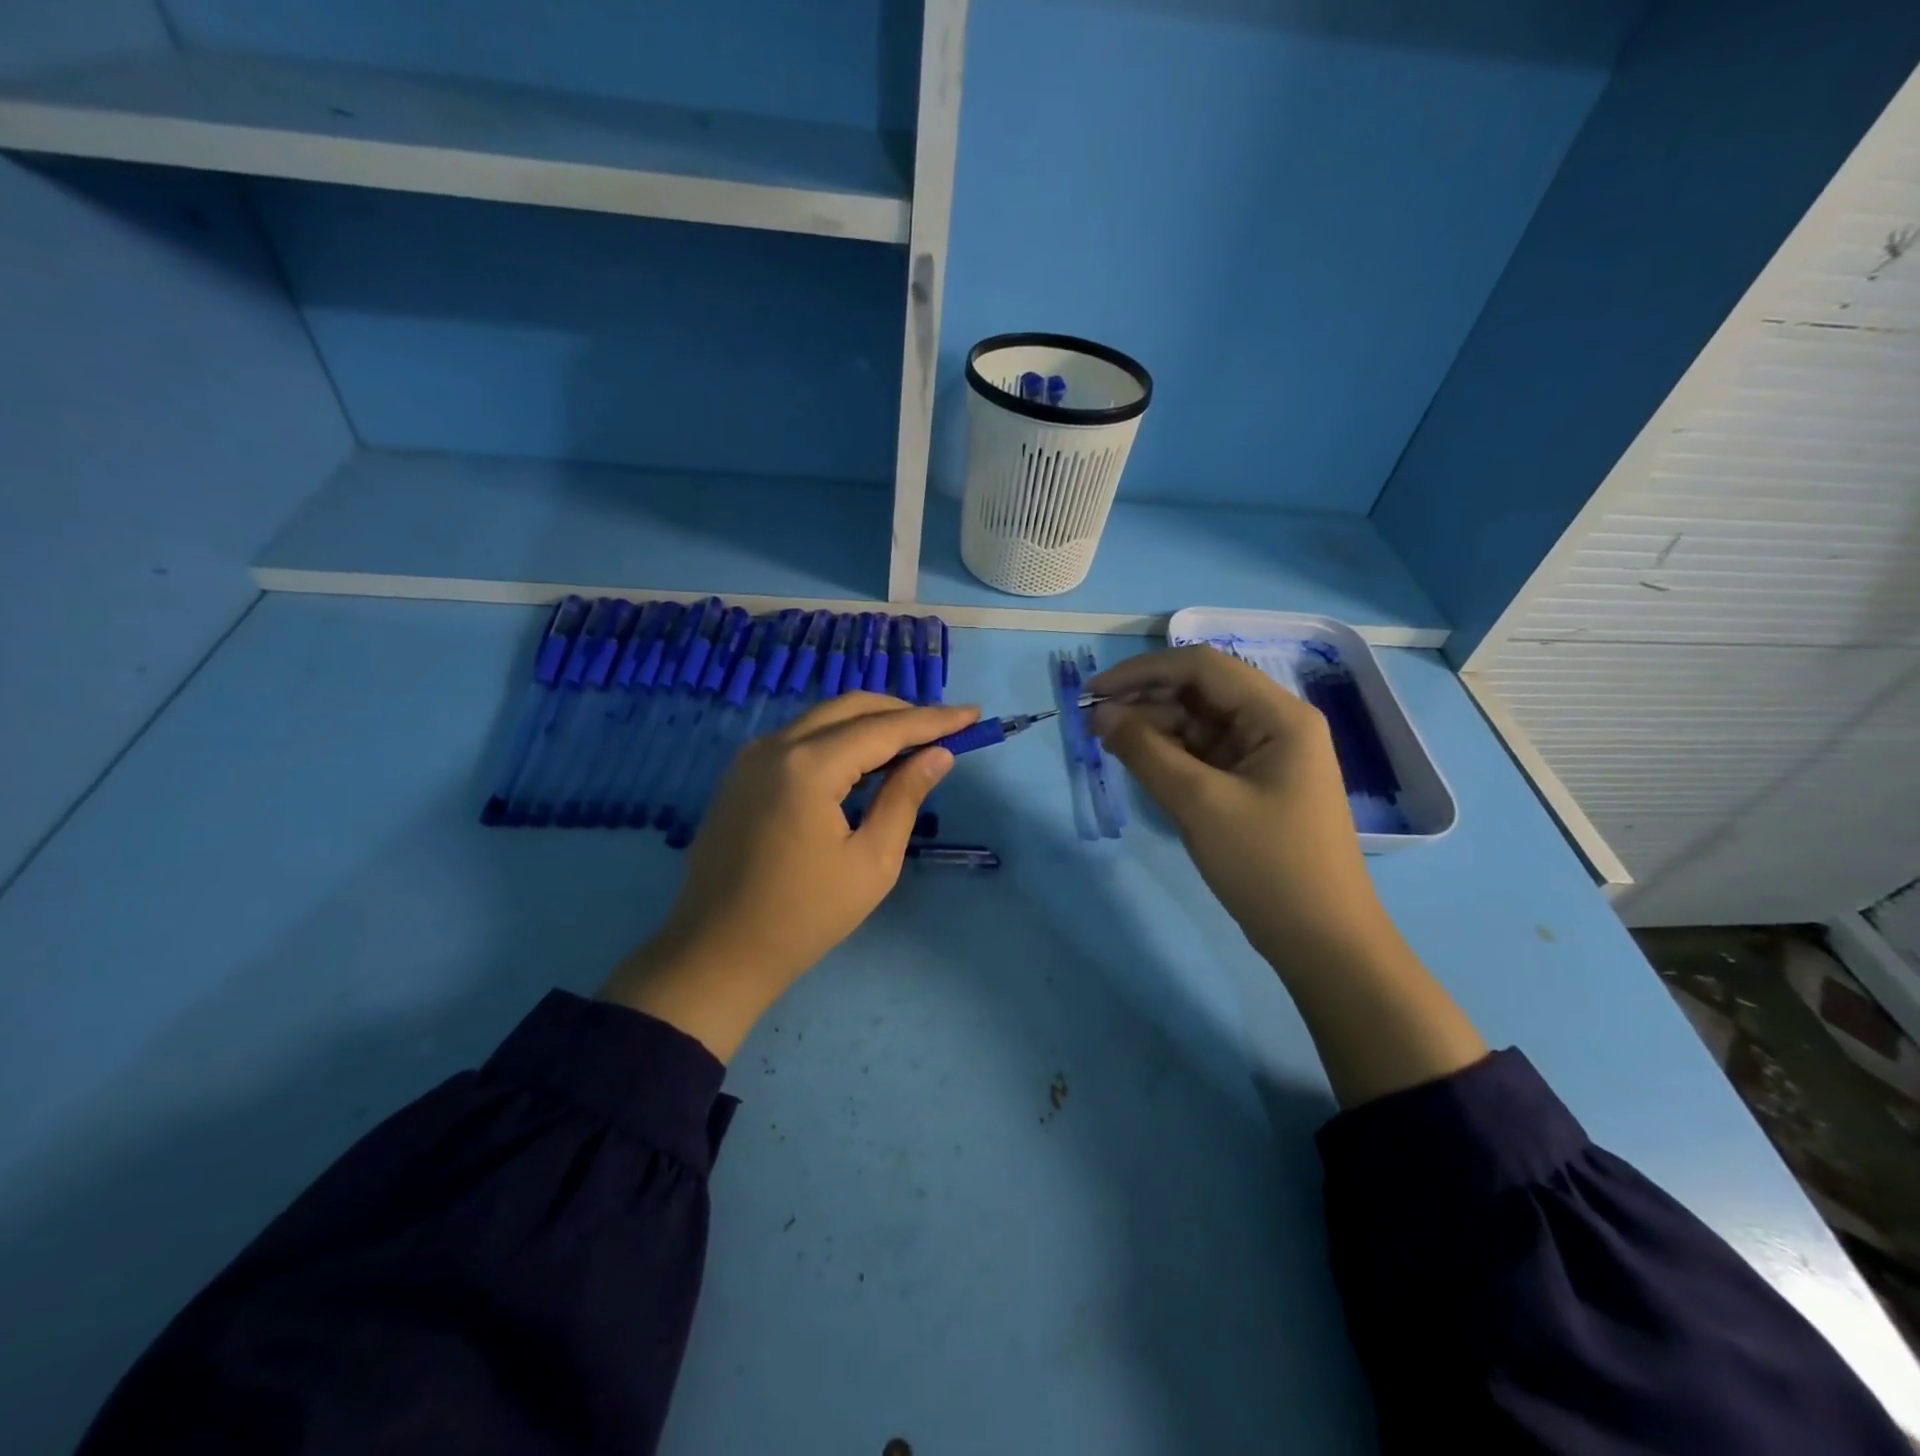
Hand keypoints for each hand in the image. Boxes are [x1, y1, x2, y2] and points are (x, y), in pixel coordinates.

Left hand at [599, 693, 979, 1059]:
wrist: (717, 952)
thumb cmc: (804, 916)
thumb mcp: (872, 861)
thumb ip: (904, 798)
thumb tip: (938, 754)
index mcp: (809, 766)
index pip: (884, 728)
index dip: (933, 720)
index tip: (972, 715)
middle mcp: (776, 745)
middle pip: (850, 708)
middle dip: (902, 712)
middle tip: (944, 728)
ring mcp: (751, 757)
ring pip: (823, 719)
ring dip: (869, 723)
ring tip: (912, 742)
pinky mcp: (741, 774)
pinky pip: (799, 739)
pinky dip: (838, 739)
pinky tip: (863, 761)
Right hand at [1088, 645, 1389, 964]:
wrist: (1322, 941)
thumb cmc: (1268, 866)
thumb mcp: (1199, 804)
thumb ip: (1146, 751)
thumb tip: (1101, 714)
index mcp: (1278, 715)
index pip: (1202, 666)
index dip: (1143, 671)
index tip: (1093, 692)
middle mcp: (1275, 723)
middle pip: (1200, 691)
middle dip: (1145, 699)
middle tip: (1093, 722)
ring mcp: (1265, 755)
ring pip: (1198, 722)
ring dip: (1153, 726)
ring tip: (1108, 743)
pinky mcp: (1253, 783)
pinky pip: (1204, 753)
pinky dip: (1169, 753)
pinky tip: (1138, 762)